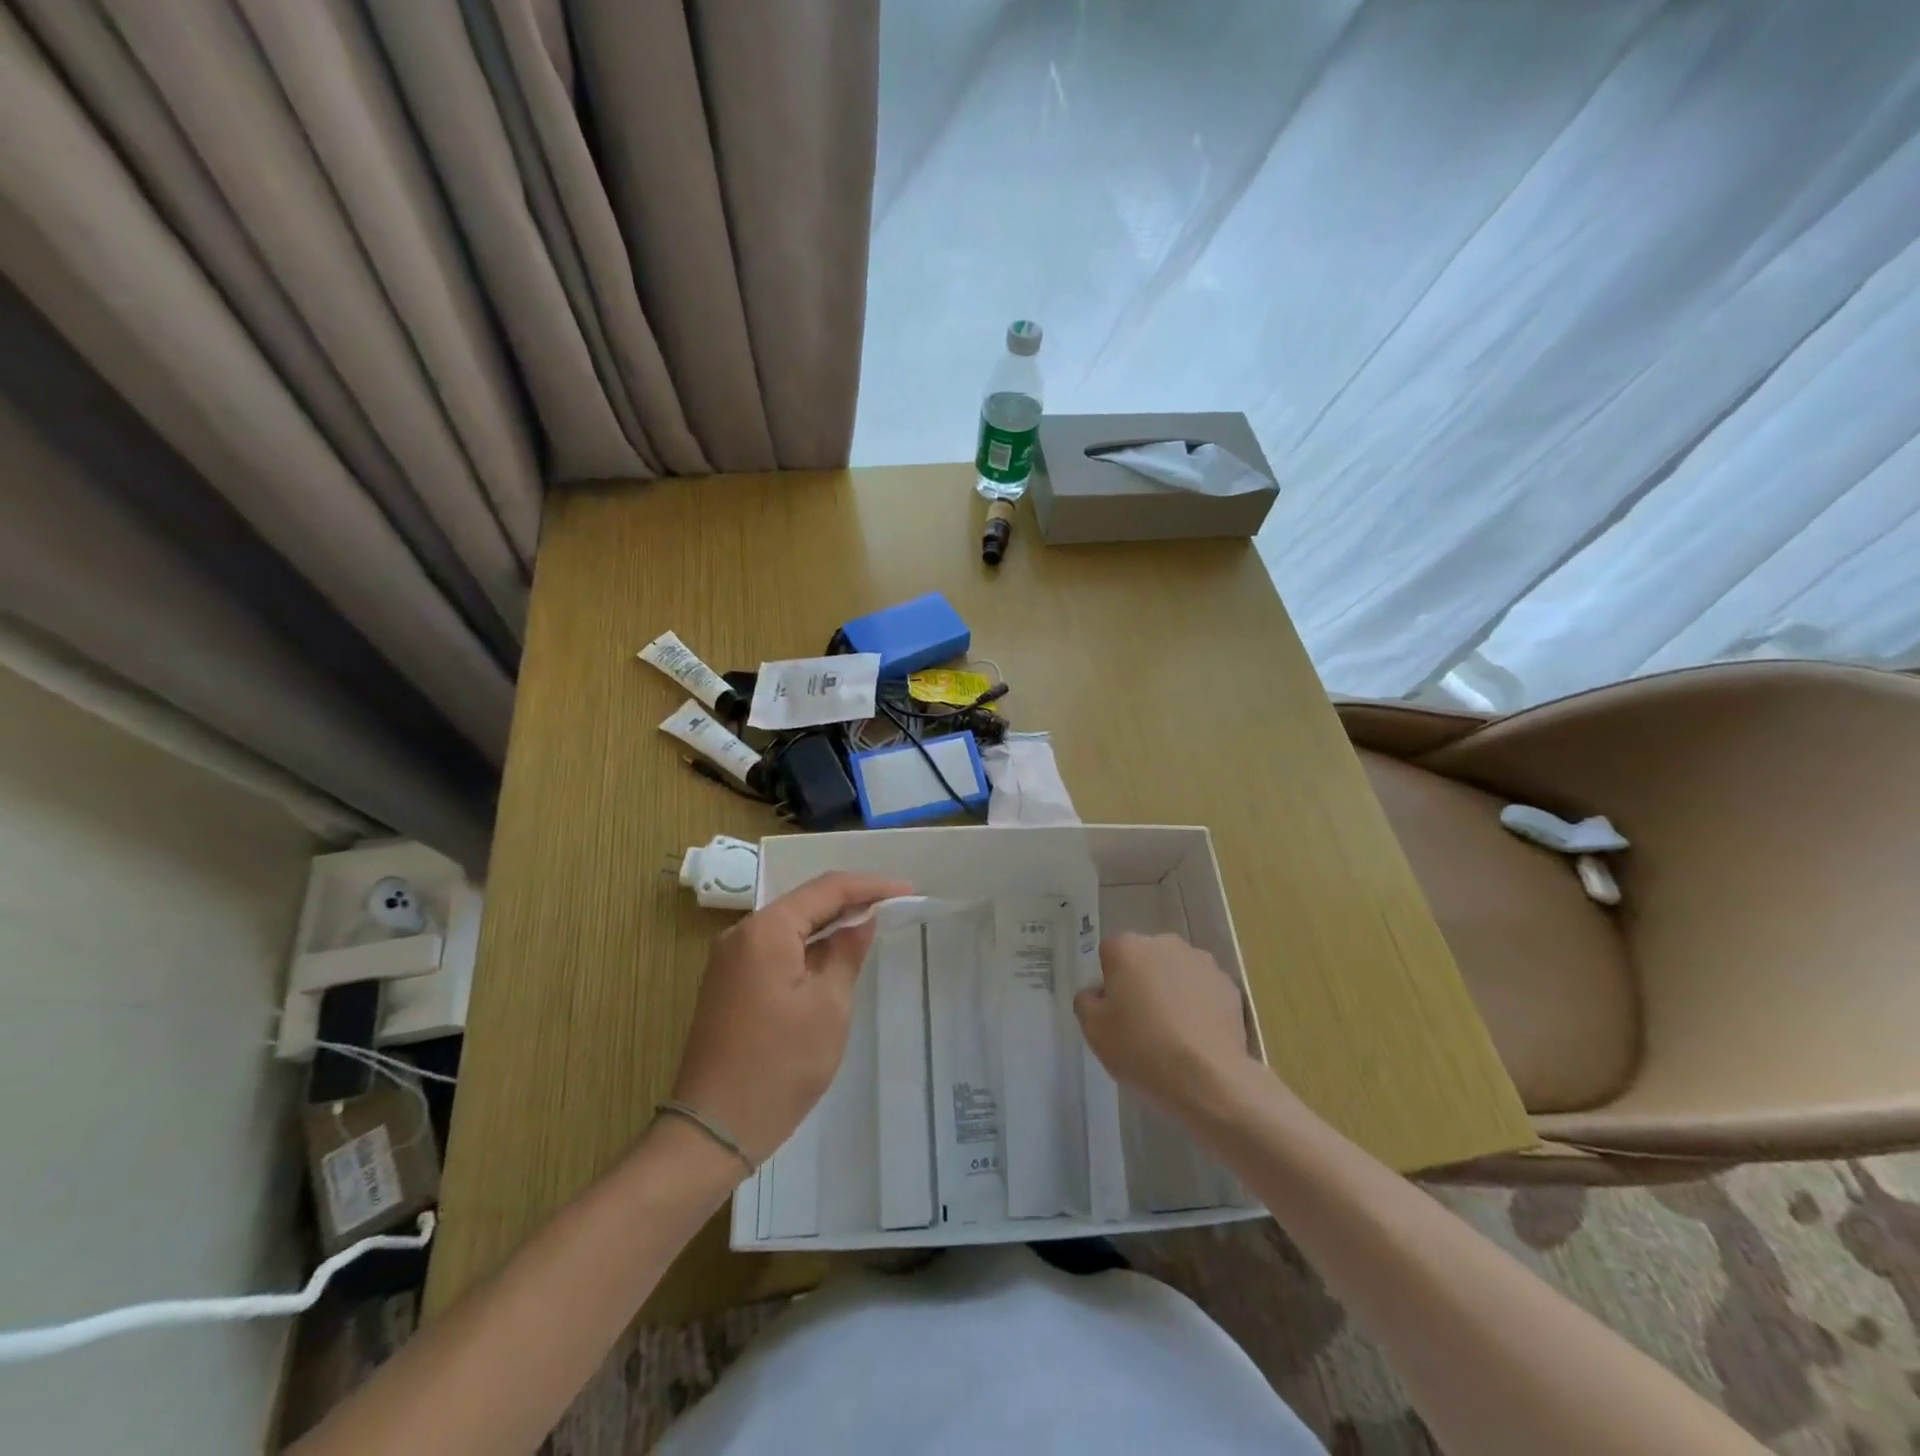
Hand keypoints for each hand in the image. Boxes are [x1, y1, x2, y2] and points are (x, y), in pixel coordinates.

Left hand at [670, 872, 909, 1164]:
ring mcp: (731, 959)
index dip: (870, 886)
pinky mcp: (729, 983)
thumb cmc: (779, 1066)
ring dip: (829, 925)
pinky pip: (776, 949)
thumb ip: (846, 953)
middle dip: (850, 902)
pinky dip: (808, 947)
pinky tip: (834, 955)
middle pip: (805, 903)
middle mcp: (742, 934)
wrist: (713, 1130)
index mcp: (765, 930)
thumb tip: (862, 921)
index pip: (826, 889)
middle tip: (895, 905)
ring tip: (873, 924)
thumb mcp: (828, 1007)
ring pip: (790, 926)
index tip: (907, 890)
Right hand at [1074, 933, 1259, 1116]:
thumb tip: (1097, 993)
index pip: (1109, 956)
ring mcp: (1201, 962)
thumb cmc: (1141, 1048)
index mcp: (1127, 947)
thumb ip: (1086, 1001)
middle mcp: (1165, 943)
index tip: (1114, 1013)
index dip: (1109, 984)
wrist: (1207, 1079)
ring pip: (1176, 972)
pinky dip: (1198, 1005)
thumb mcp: (1093, 1030)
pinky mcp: (1229, 985)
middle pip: (1144, 959)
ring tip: (1173, 1032)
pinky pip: (1203, 990)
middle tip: (1141, 1022)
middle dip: (1141, 982)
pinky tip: (1196, 1036)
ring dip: (1171, 990)